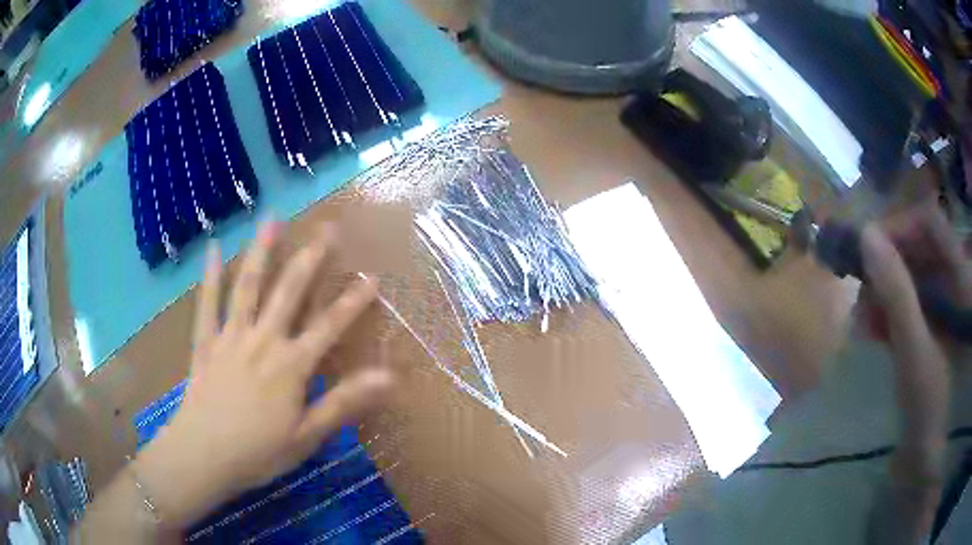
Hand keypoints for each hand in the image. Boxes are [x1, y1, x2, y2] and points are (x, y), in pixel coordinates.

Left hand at [134, 221, 393, 529]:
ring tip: (272, 219)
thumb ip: (344, 402)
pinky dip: (209, 275)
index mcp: (290, 366)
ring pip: (247, 287)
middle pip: (288, 293)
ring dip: (261, 251)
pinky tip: (212, 248)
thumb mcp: (307, 435)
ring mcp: (230, 337)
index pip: (328, 327)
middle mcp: (262, 341)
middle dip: (310, 259)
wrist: (204, 455)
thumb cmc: (259, 452)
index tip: (372, 277)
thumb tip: (388, 377)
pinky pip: (207, 304)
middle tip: (327, 227)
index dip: (352, 302)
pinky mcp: (205, 342)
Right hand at [858, 203, 966, 540]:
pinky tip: (871, 328)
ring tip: (863, 317)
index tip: (868, 247)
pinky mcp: (932, 325)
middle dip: (887, 262)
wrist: (927, 460)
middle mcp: (954, 281)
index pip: (930, 223)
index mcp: (961, 280)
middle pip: (919, 247)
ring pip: (911, 275)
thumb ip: (896, 292)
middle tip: (859, 285)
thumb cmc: (931, 409)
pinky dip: (888, 310)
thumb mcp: (915, 352)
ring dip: (884, 289)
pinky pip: (909, 301)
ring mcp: (944, 304)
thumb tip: (866, 235)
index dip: (900, 226)